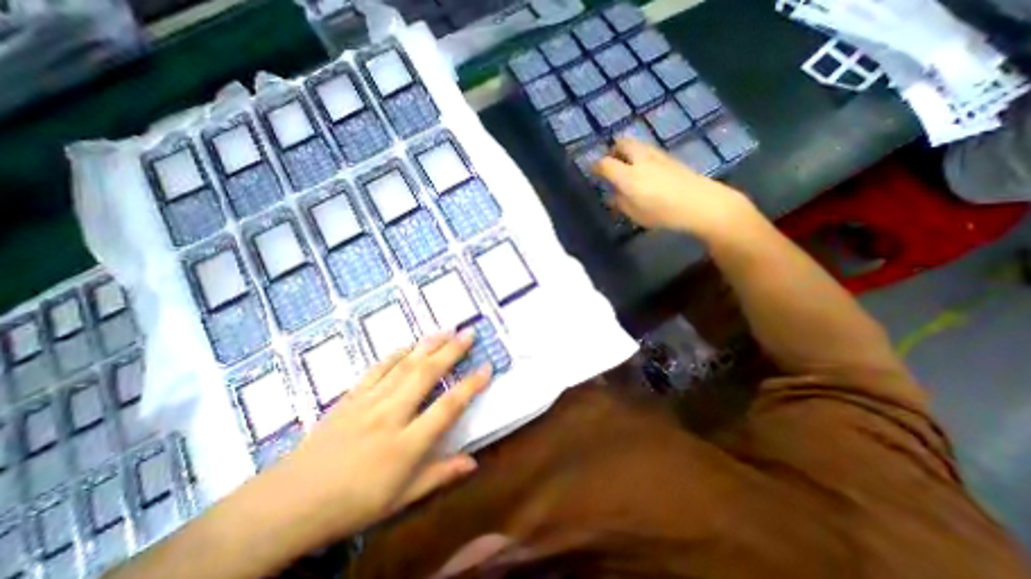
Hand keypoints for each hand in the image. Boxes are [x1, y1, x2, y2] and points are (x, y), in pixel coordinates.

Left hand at [266, 330, 488, 542]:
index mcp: (405, 445)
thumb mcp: (400, 500)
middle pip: (426, 375)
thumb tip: (473, 462)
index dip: (470, 386)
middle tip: (468, 333)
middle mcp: (390, 416)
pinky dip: (396, 354)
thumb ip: (439, 475)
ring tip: (446, 330)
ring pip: (404, 366)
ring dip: (428, 346)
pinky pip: (377, 369)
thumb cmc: (351, 506)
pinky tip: (408, 345)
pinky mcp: (350, 397)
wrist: (287, 505)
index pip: (447, 408)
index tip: (487, 368)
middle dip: (451, 351)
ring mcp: (368, 402)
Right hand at [593, 139, 755, 235]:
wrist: (701, 203)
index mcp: (628, 176)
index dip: (596, 167)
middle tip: (612, 163)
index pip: (604, 163)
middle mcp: (640, 159)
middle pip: (621, 143)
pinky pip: (648, 151)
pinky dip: (641, 156)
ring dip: (628, 151)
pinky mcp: (670, 157)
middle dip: (613, 150)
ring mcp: (657, 155)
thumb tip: (614, 193)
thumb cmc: (663, 213)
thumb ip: (620, 202)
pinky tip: (646, 170)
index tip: (593, 172)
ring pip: (636, 144)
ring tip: (628, 167)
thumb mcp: (635, 214)